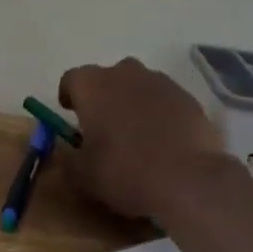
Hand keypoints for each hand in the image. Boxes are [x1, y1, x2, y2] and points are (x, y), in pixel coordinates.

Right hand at [57, 57, 231, 220]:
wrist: (188, 178)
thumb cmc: (125, 172)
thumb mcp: (83, 175)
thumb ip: (67, 158)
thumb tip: (64, 151)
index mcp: (93, 85)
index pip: (71, 79)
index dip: (69, 96)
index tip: (71, 115)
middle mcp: (124, 72)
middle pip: (107, 78)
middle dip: (103, 97)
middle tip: (104, 127)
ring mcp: (159, 81)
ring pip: (137, 85)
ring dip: (132, 102)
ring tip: (136, 135)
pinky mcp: (186, 96)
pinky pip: (164, 99)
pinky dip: (159, 112)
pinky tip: (163, 139)